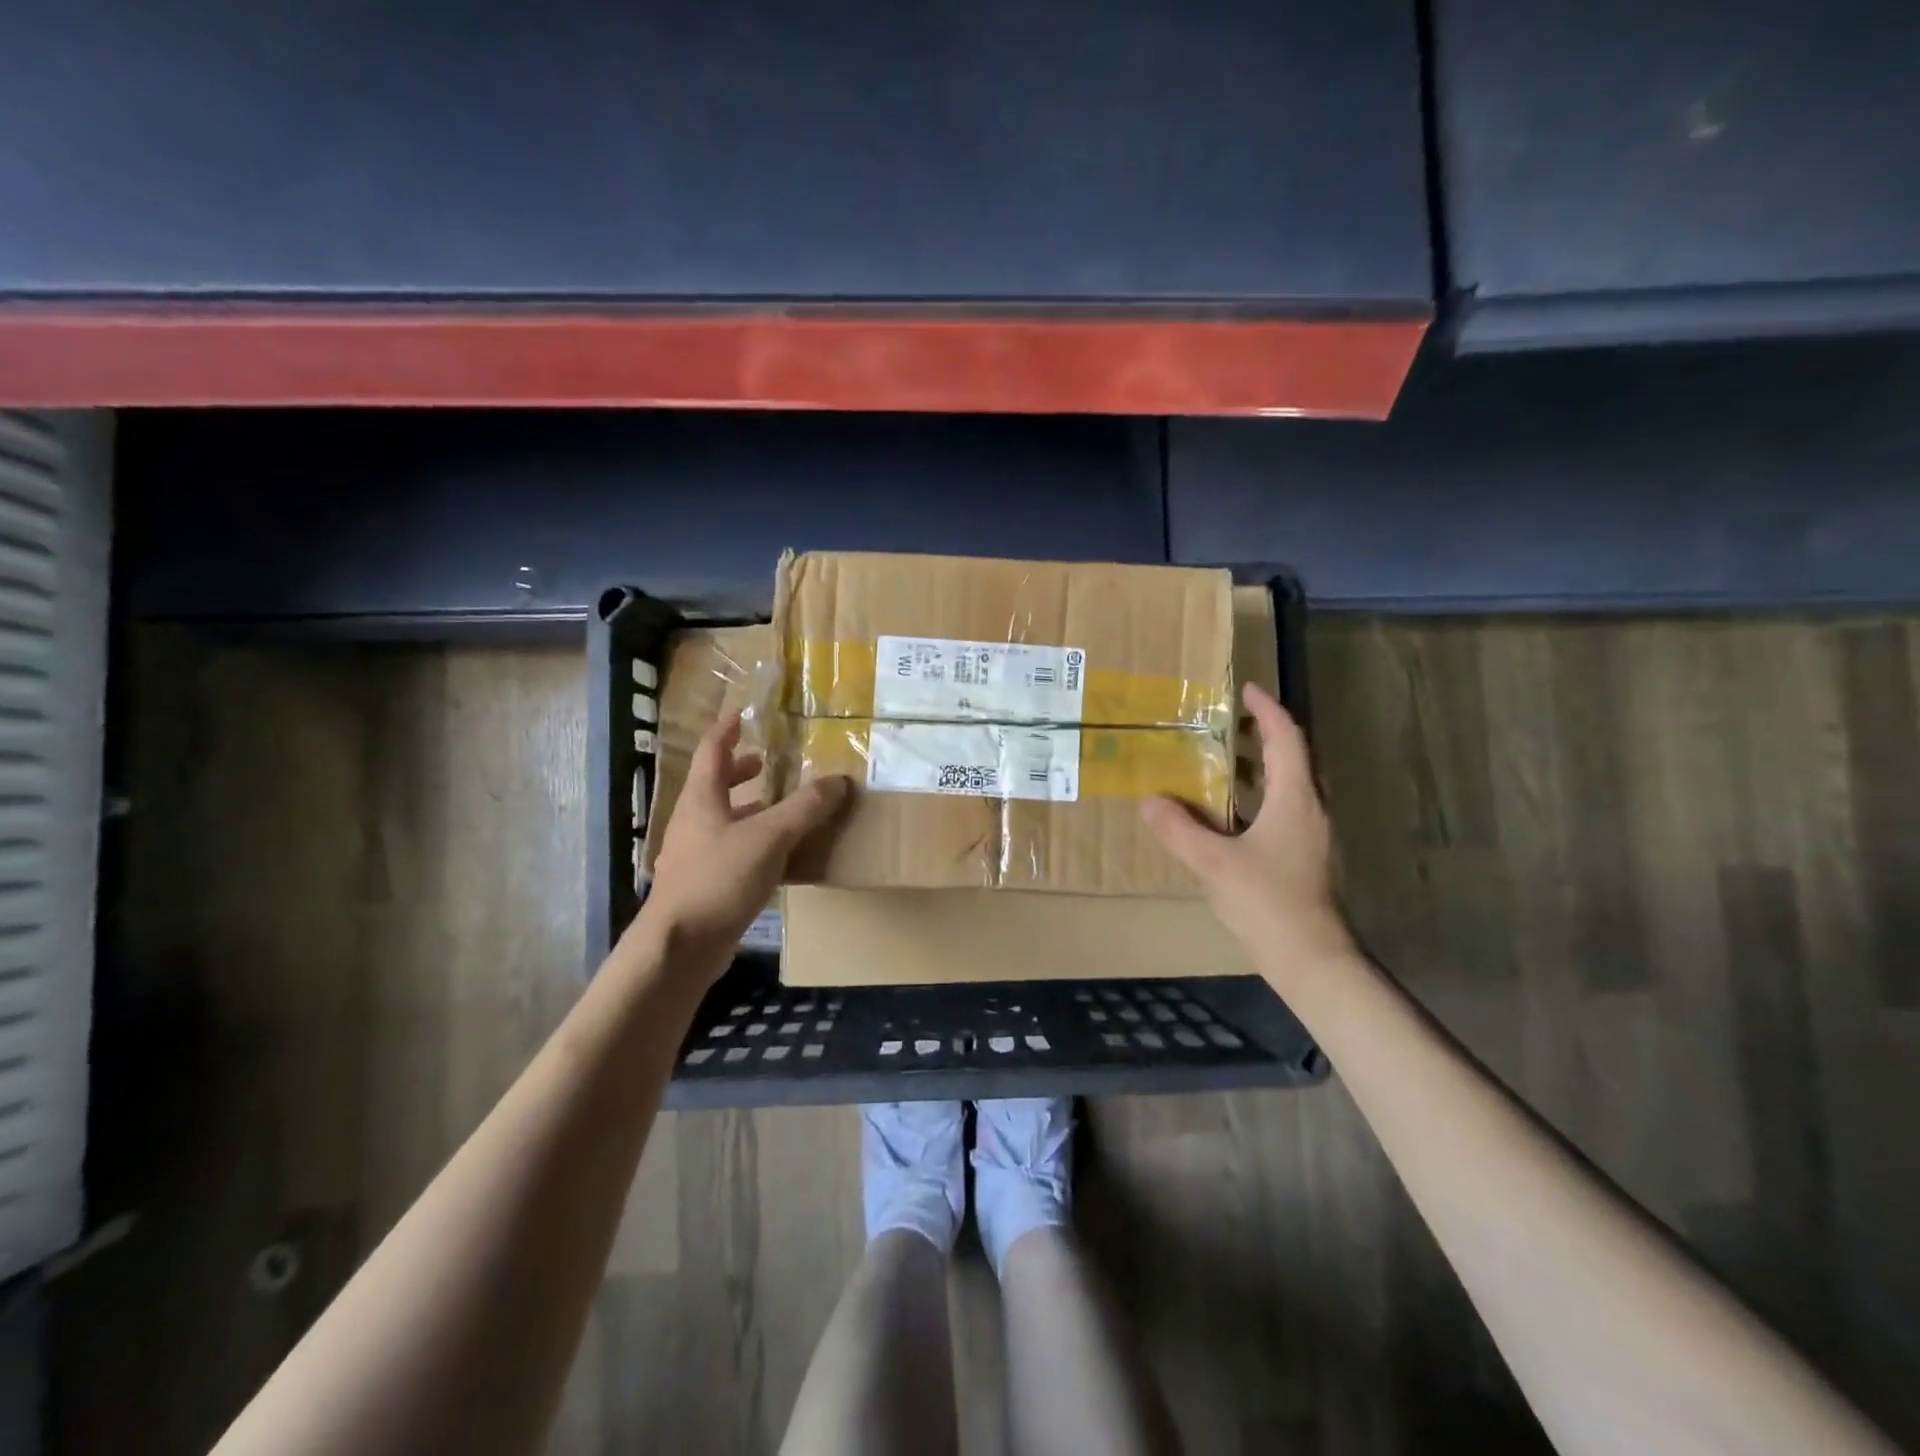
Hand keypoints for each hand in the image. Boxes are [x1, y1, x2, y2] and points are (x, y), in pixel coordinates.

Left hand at [639, 711, 849, 976]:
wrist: (681, 947)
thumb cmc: (719, 879)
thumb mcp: (769, 837)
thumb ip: (804, 808)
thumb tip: (839, 781)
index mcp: (701, 800)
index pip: (711, 751)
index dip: (727, 730)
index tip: (742, 713)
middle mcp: (694, 822)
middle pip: (715, 786)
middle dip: (740, 772)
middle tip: (766, 762)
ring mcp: (696, 855)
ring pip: (725, 820)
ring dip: (751, 810)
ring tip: (781, 808)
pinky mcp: (705, 885)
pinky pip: (733, 852)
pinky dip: (756, 844)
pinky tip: (781, 857)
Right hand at [1142, 682, 1356, 982]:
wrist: (1311, 959)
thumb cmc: (1267, 902)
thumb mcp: (1212, 863)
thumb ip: (1178, 829)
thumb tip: (1150, 800)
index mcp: (1295, 799)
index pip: (1286, 738)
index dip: (1267, 710)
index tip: (1246, 689)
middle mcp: (1311, 809)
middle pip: (1293, 758)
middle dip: (1263, 735)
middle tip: (1228, 724)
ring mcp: (1312, 836)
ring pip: (1289, 786)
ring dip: (1261, 768)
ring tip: (1223, 763)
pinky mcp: (1306, 858)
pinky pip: (1283, 811)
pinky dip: (1258, 798)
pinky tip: (1230, 816)